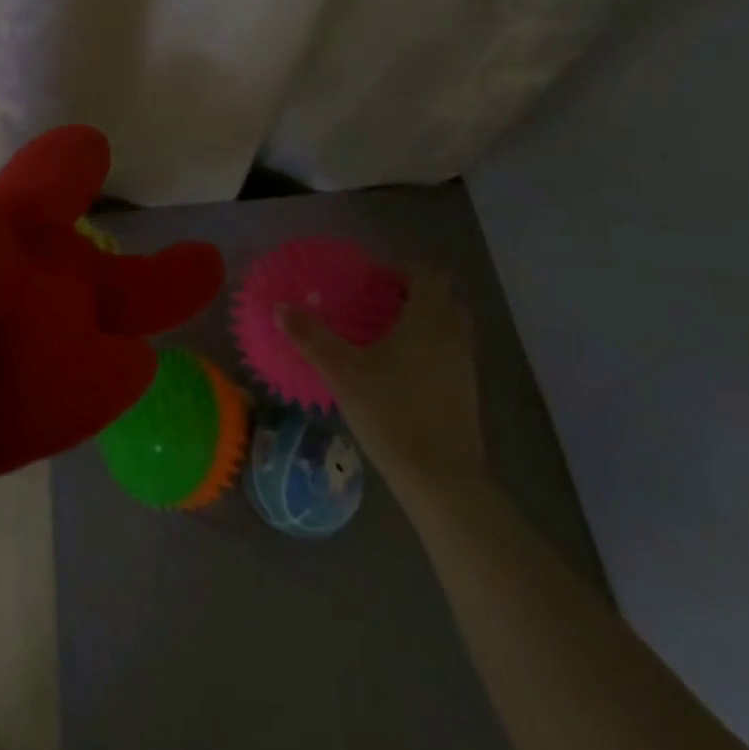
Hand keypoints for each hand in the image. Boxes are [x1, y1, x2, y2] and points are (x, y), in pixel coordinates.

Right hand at [278, 266, 485, 502]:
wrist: (442, 479)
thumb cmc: (391, 414)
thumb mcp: (342, 372)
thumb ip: (312, 336)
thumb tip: (280, 307)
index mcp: (429, 319)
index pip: (428, 274)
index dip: (401, 270)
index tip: (372, 282)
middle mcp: (454, 335)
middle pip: (443, 297)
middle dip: (413, 294)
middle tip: (377, 305)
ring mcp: (466, 365)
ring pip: (450, 326)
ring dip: (423, 322)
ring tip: (385, 337)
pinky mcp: (467, 393)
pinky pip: (450, 353)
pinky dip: (430, 349)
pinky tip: (399, 373)